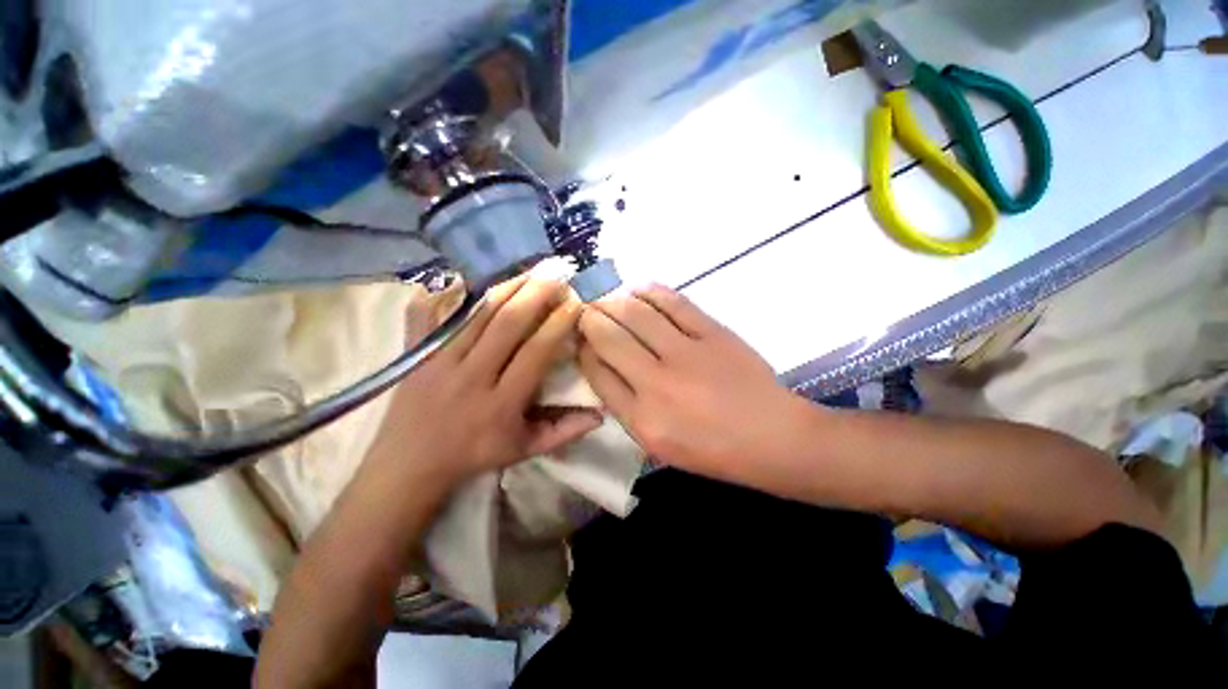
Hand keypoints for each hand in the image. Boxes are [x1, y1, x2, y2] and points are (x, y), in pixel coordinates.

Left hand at [369, 276, 602, 489]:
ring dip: (506, 288)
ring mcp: (437, 361)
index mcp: (501, 403)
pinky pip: (429, 314)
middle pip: (506, 324)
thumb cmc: (474, 455)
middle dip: (536, 294)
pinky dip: (449, 293)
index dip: (558, 324)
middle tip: (556, 276)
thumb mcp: (524, 450)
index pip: (535, 352)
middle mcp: (471, 377)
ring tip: (529, 271)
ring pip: (476, 314)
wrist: (409, 464)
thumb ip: (564, 432)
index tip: (575, 302)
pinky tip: (470, 277)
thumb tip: (601, 415)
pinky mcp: (414, 353)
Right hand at [577, 285, 813, 484]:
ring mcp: (686, 353)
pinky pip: (673, 303)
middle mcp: (657, 383)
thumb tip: (605, 367)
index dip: (583, 350)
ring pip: (636, 314)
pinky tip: (638, 290)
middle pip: (609, 337)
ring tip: (606, 300)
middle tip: (585, 312)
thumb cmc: (713, 450)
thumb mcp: (659, 444)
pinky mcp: (713, 333)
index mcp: (642, 419)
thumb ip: (627, 407)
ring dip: (613, 302)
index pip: (597, 372)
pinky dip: (650, 292)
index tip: (580, 339)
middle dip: (589, 319)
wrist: (773, 437)